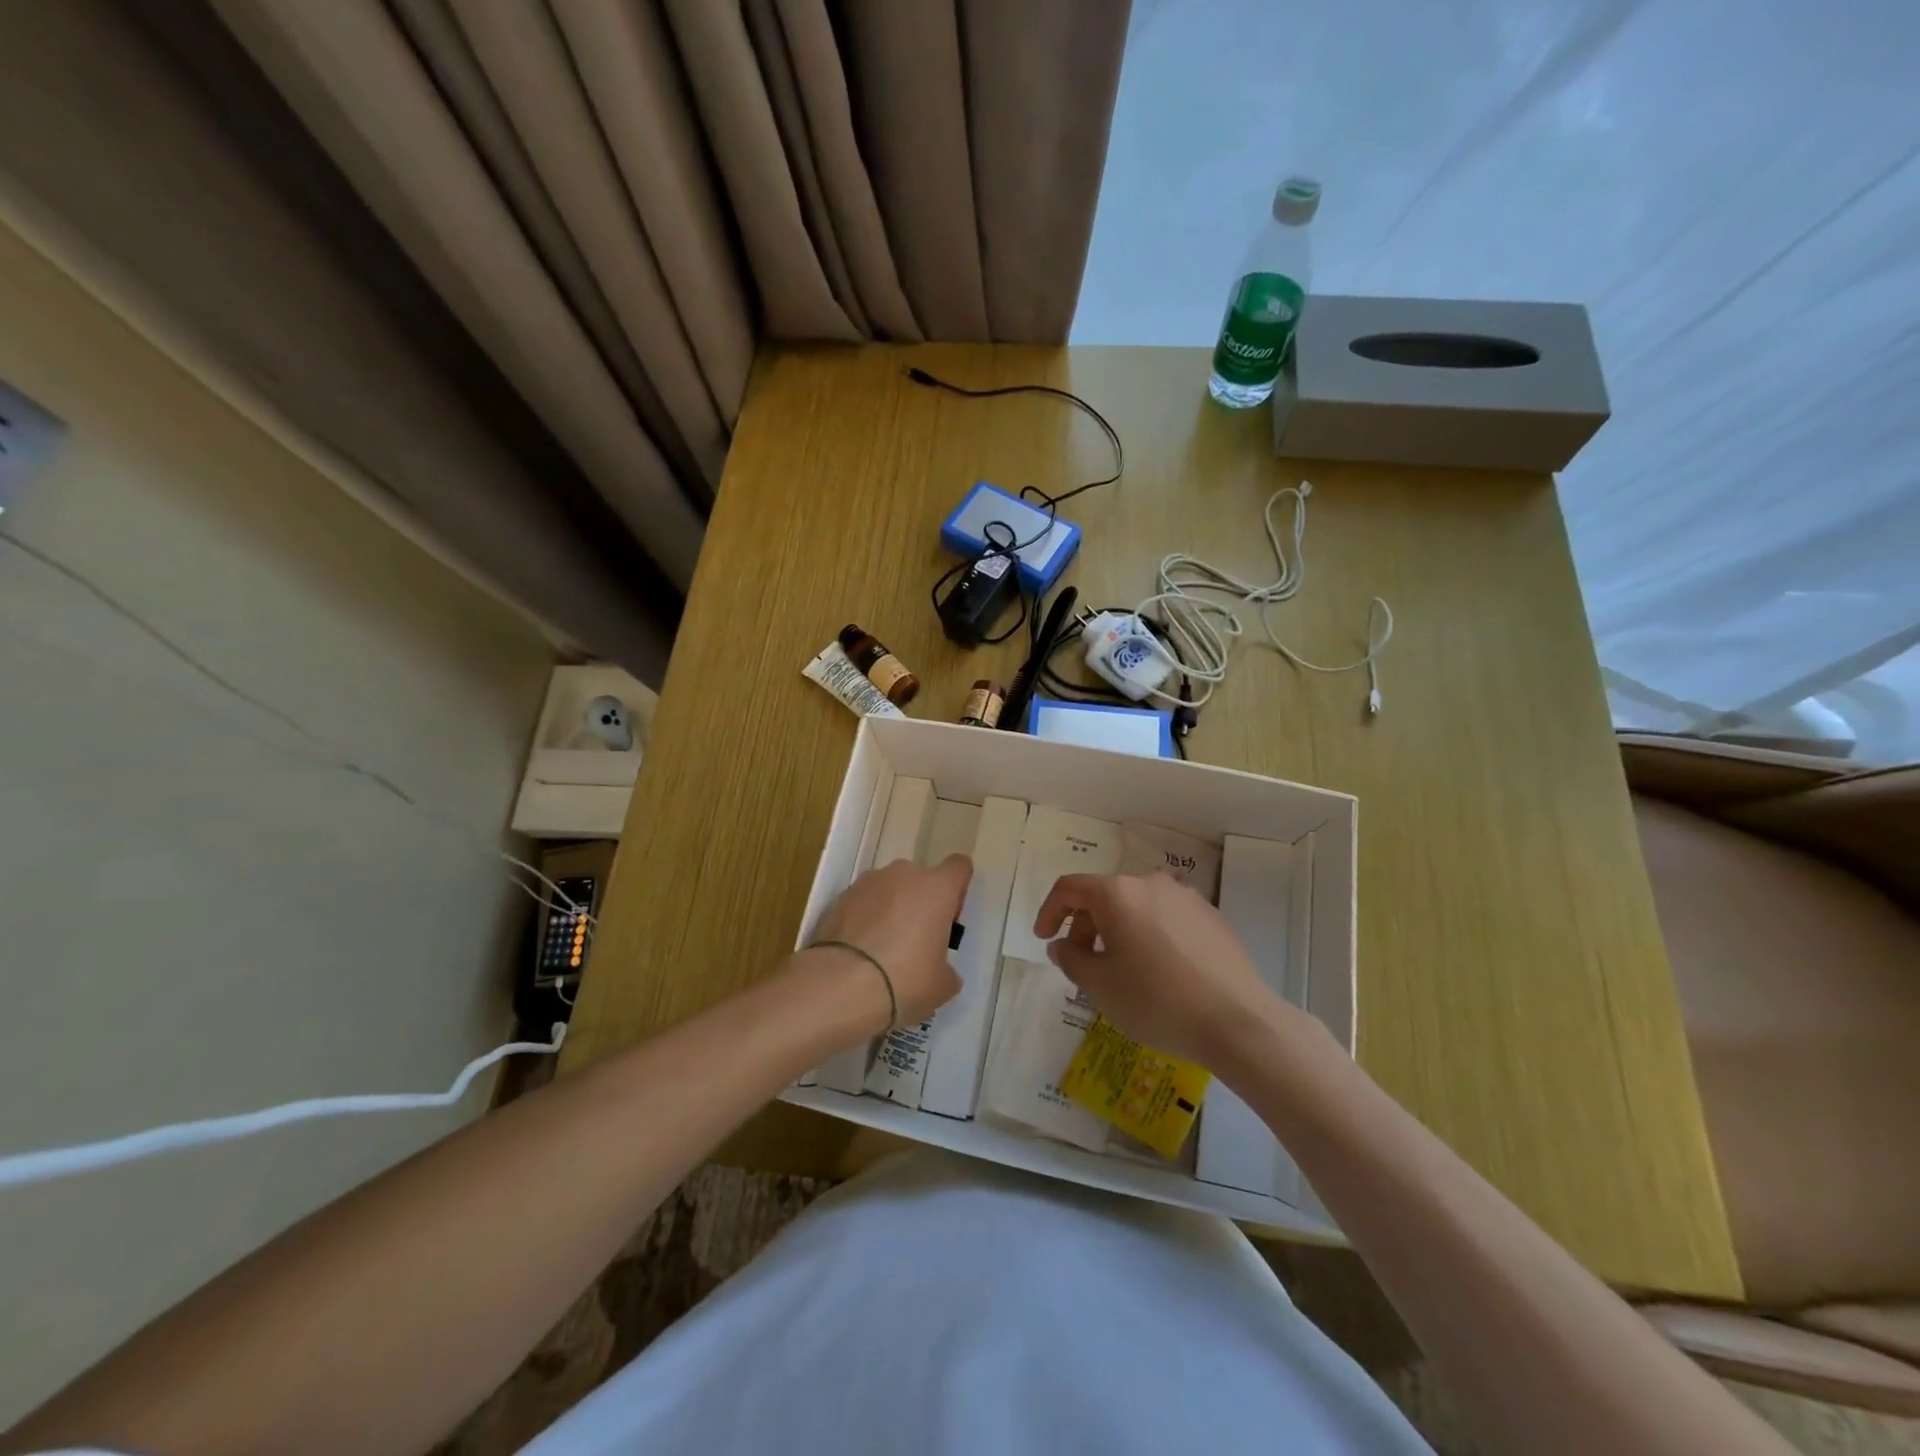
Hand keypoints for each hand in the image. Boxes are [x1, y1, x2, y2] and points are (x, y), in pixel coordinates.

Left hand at [807, 855, 971, 1033]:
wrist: (840, 986)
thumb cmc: (905, 980)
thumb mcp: (942, 985)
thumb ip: (947, 967)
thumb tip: (939, 968)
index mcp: (937, 888)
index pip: (959, 867)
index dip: (957, 889)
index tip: (949, 917)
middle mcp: (903, 875)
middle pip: (920, 879)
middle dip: (920, 902)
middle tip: (916, 940)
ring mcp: (867, 883)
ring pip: (888, 889)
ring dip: (890, 909)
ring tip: (881, 949)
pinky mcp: (838, 898)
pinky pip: (861, 904)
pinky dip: (863, 920)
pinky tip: (859, 953)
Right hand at [1033, 872, 1285, 1068]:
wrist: (1238, 1021)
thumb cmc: (1157, 1001)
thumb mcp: (1100, 986)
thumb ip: (1071, 959)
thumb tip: (1062, 945)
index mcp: (1118, 893)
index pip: (1070, 887)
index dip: (1049, 911)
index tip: (1045, 939)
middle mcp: (1151, 883)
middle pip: (1105, 895)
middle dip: (1084, 925)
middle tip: (1082, 962)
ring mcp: (1186, 897)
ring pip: (1137, 906)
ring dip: (1118, 930)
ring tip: (1121, 969)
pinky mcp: (1211, 916)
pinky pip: (1166, 917)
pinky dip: (1149, 935)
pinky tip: (1159, 971)